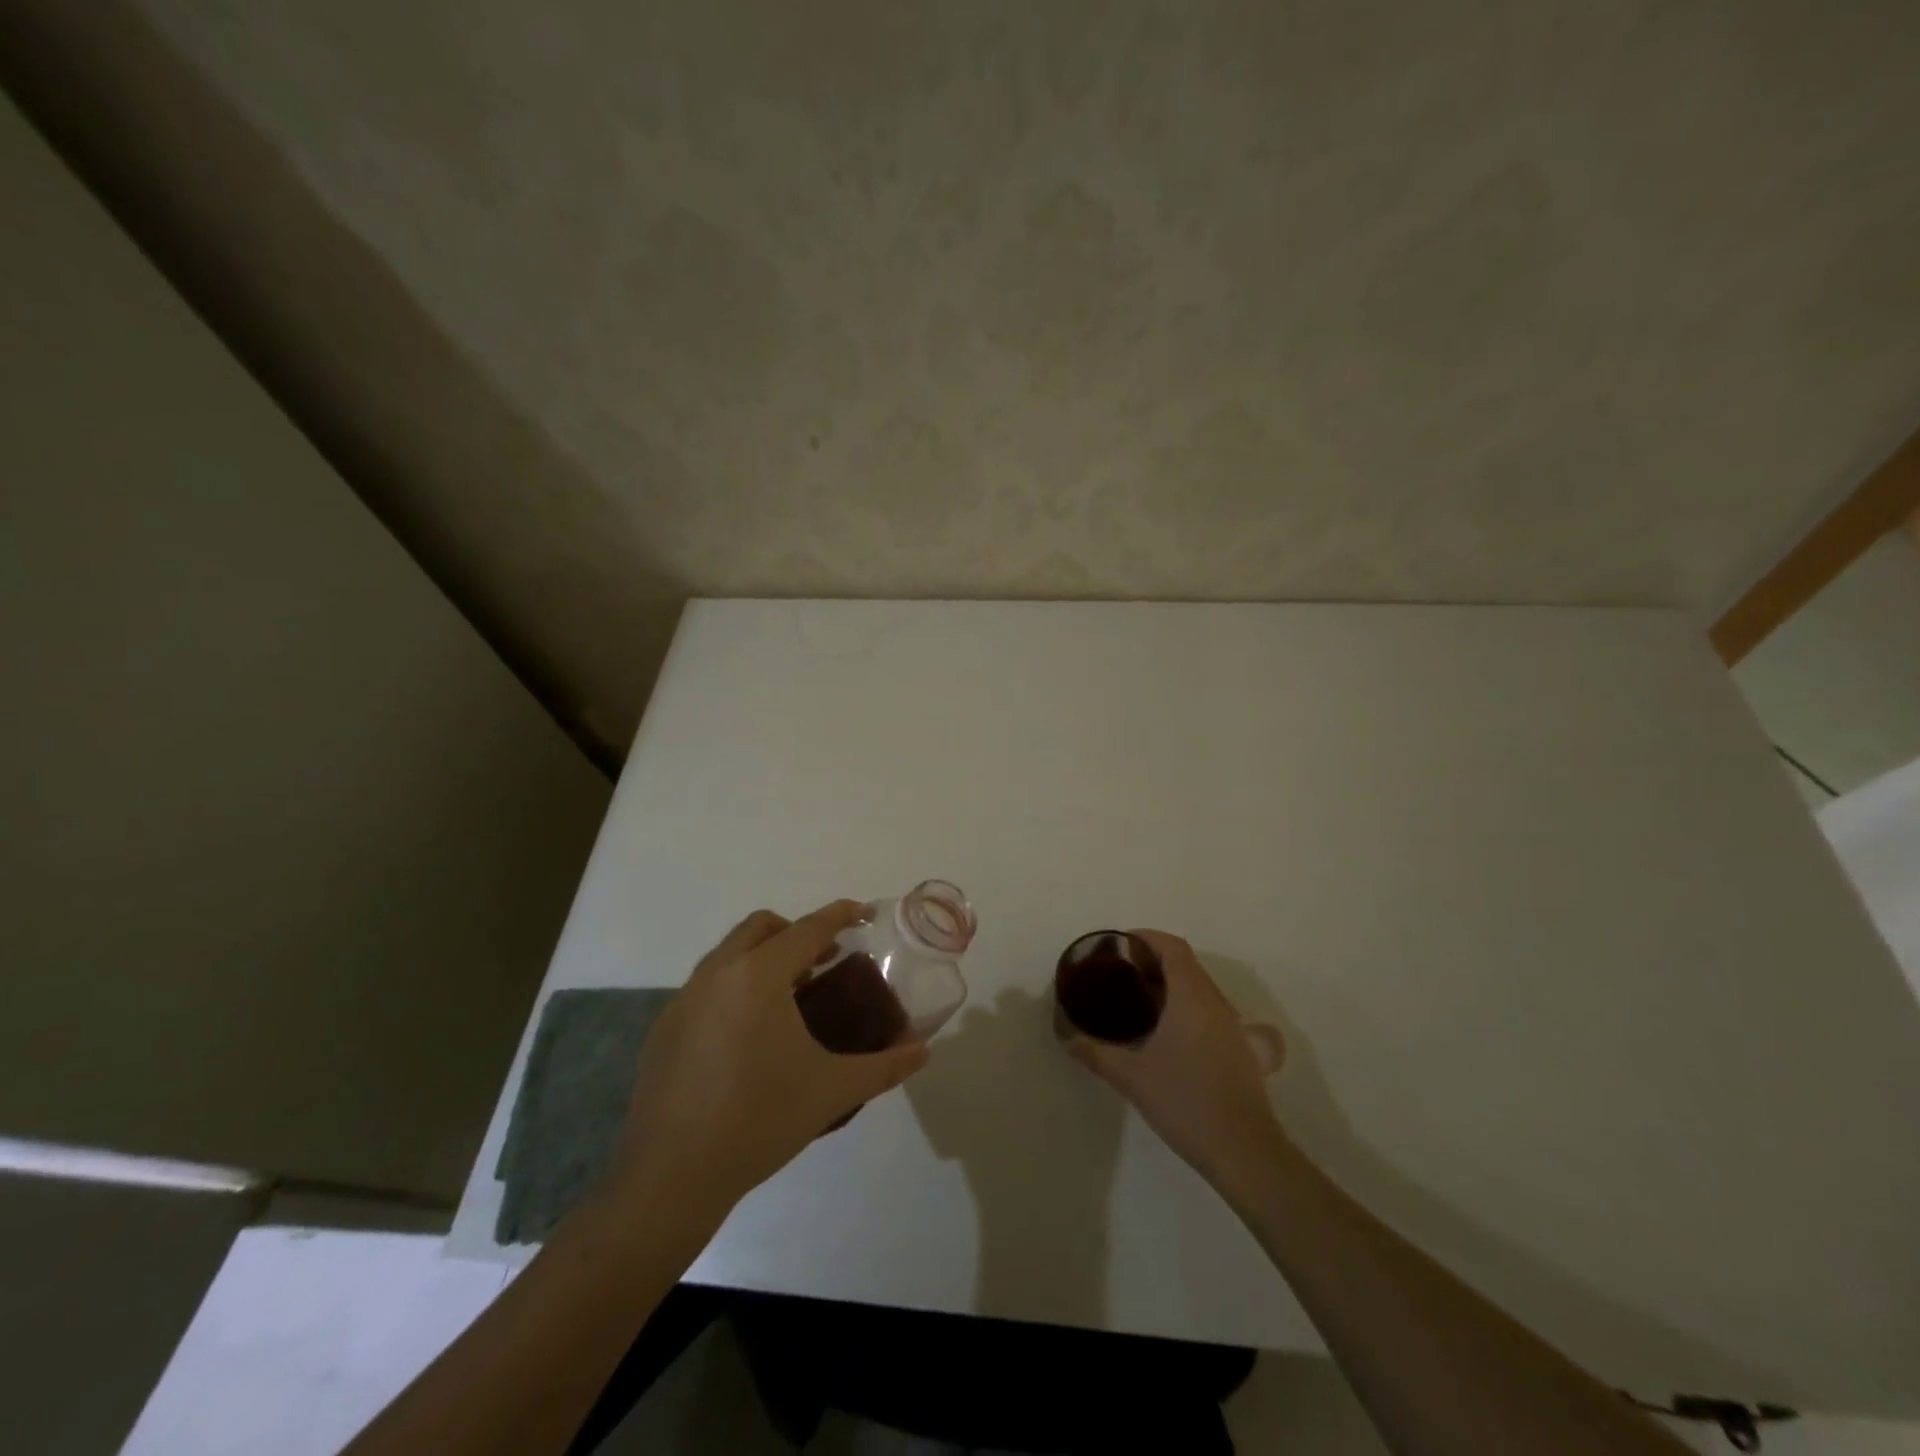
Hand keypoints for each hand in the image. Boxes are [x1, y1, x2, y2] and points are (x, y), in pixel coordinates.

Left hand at [609, 901, 929, 1220]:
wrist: (671, 1177)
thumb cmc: (760, 1122)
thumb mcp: (832, 1090)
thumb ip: (884, 1066)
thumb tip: (923, 1051)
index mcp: (758, 977)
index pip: (808, 928)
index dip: (841, 915)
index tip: (865, 912)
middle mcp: (718, 974)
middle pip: (762, 927)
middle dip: (798, 932)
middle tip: (826, 960)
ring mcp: (684, 999)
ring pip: (730, 954)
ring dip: (765, 959)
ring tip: (793, 999)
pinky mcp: (664, 1028)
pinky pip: (708, 986)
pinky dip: (736, 988)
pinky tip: (750, 1037)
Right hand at [1065, 929, 1286, 1186]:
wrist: (1243, 1151)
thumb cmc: (1185, 1102)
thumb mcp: (1132, 1077)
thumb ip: (1097, 1054)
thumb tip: (1068, 1039)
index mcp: (1192, 997)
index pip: (1173, 948)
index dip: (1148, 938)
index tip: (1122, 945)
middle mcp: (1218, 1004)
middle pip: (1189, 965)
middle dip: (1157, 962)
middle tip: (1125, 974)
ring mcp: (1236, 1028)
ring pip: (1204, 989)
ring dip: (1176, 985)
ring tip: (1145, 1001)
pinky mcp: (1244, 1051)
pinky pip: (1216, 1013)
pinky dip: (1194, 1009)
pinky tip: (1178, 1035)